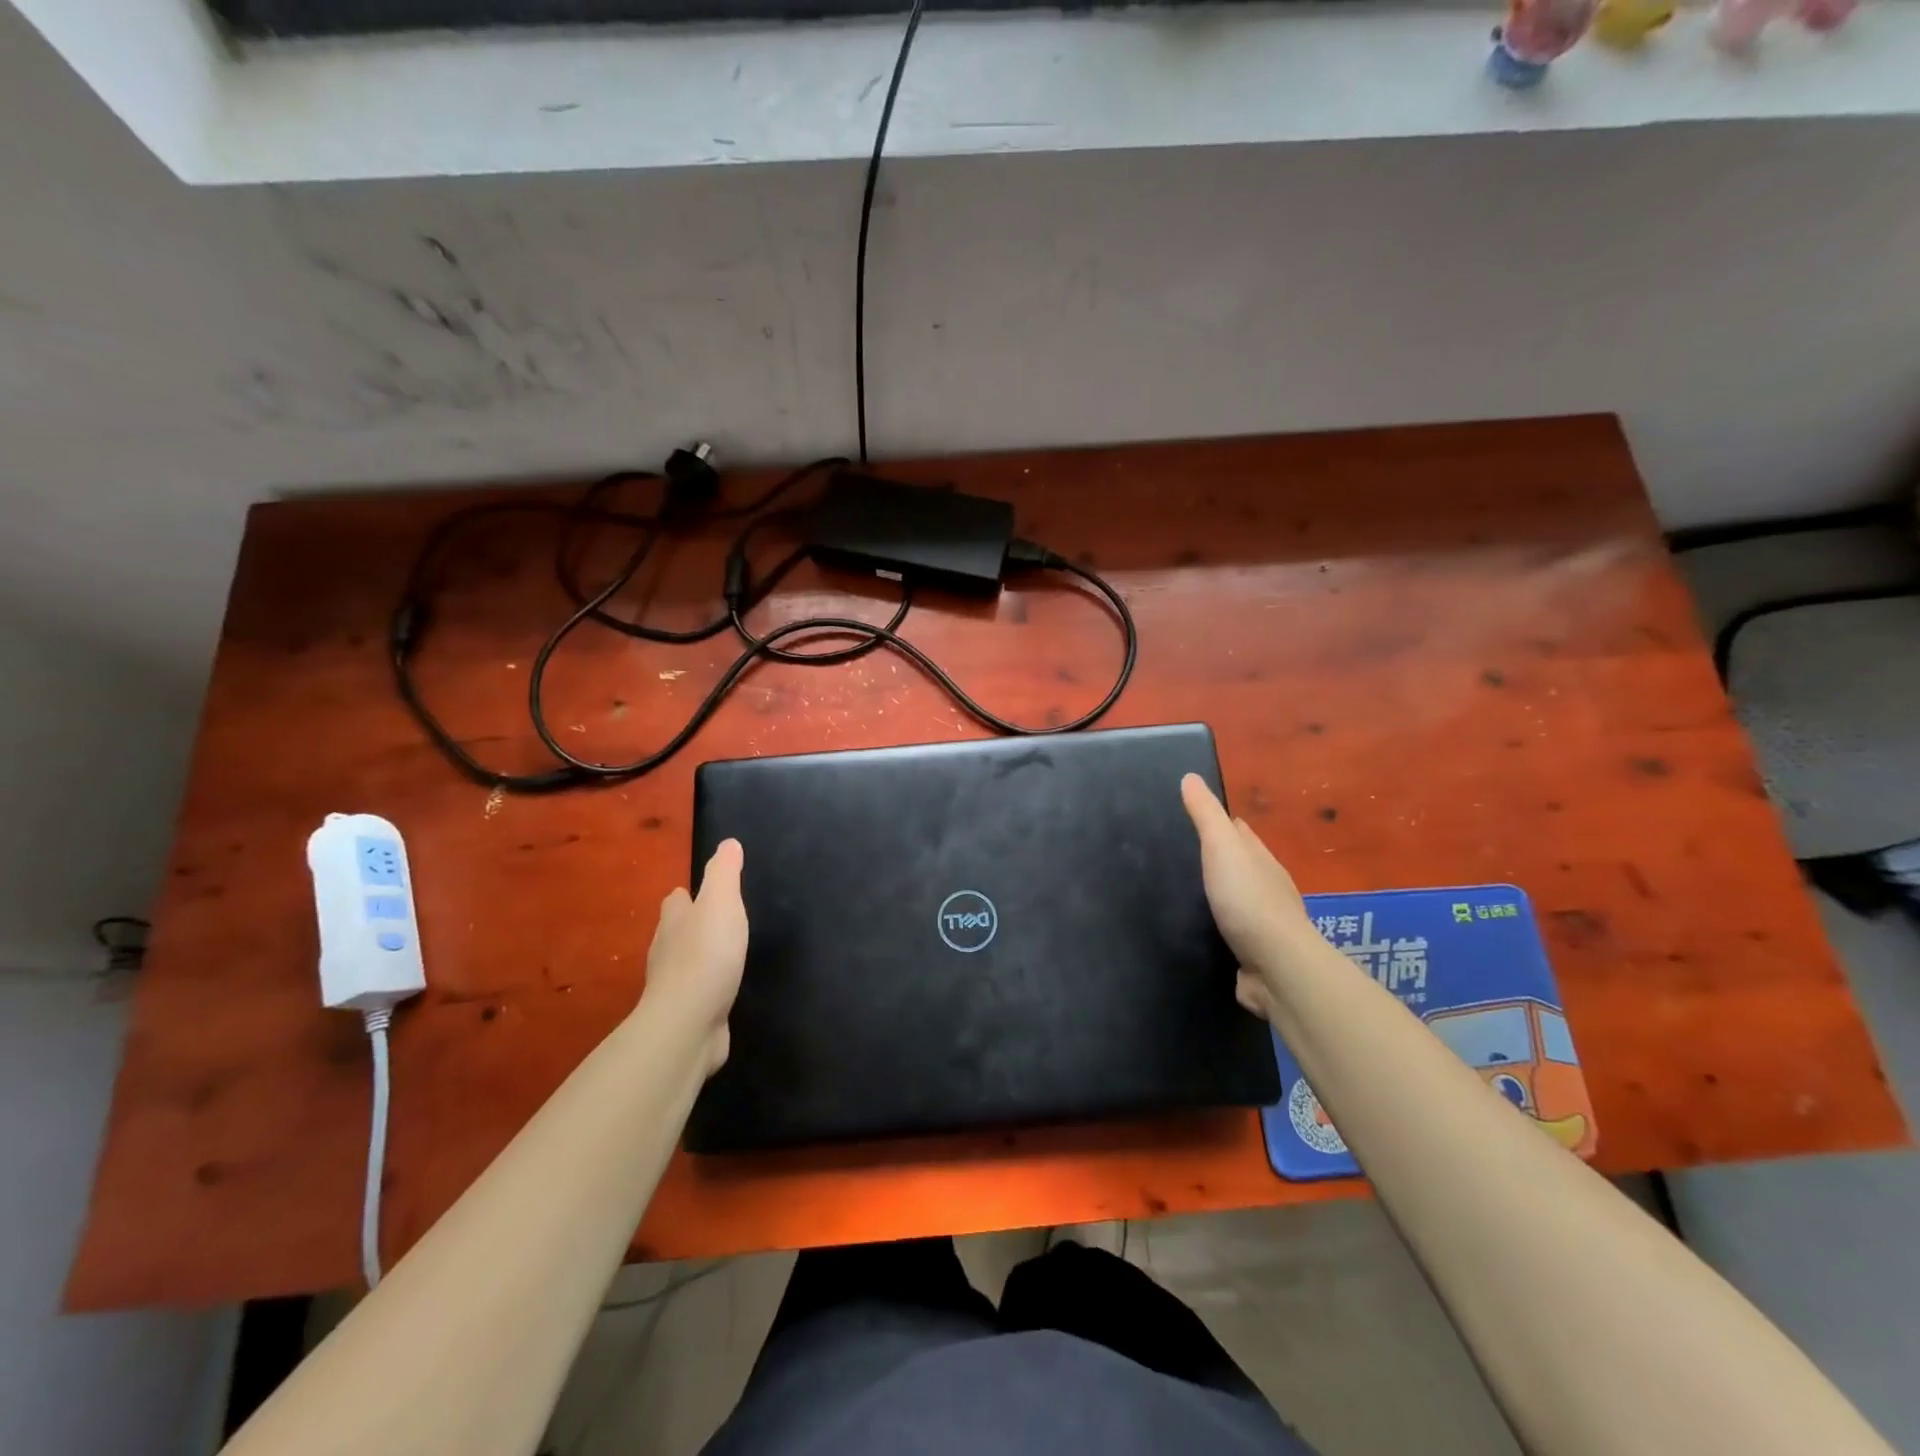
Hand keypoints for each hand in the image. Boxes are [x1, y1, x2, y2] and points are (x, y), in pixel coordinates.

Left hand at [643, 839, 747, 1075]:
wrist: (688, 1024)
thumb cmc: (706, 955)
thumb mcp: (721, 903)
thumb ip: (725, 873)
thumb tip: (728, 844)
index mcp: (674, 920)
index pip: (676, 900)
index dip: (686, 895)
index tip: (700, 893)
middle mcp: (666, 951)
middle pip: (675, 931)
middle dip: (690, 925)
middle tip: (716, 922)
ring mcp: (673, 986)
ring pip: (684, 963)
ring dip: (698, 957)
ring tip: (723, 954)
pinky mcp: (685, 1014)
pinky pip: (696, 994)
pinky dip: (706, 988)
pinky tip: (721, 990)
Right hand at [1180, 774, 1318, 1019]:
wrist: (1277, 967)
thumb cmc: (1248, 900)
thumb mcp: (1222, 848)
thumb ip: (1206, 816)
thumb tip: (1190, 777)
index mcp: (1262, 861)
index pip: (1241, 833)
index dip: (1222, 822)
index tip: (1195, 817)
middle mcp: (1267, 889)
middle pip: (1241, 865)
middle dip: (1218, 859)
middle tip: (1181, 854)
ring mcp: (1263, 925)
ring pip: (1236, 901)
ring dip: (1217, 895)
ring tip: (1183, 892)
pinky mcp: (1253, 955)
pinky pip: (1230, 934)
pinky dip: (1217, 928)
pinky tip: (1198, 930)